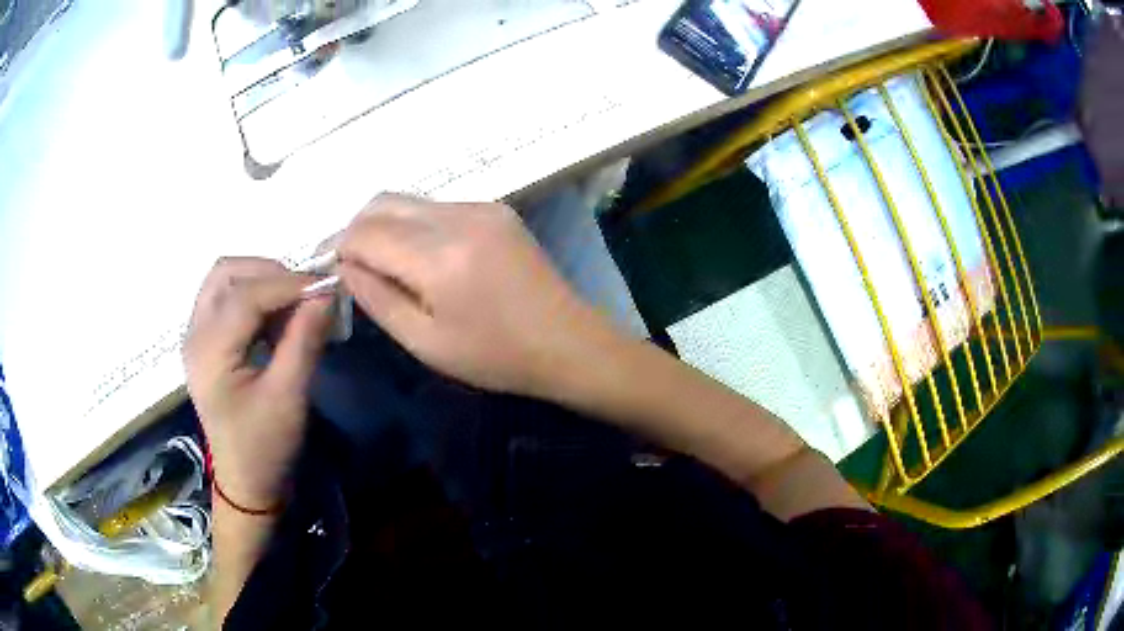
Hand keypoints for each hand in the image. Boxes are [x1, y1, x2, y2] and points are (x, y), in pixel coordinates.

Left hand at [184, 258, 332, 510]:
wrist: (245, 483)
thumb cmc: (265, 447)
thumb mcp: (288, 397)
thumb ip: (304, 341)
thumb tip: (326, 294)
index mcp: (209, 351)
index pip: (246, 295)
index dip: (288, 284)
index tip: (327, 286)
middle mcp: (195, 334)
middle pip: (227, 273)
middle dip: (269, 273)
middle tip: (305, 294)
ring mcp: (196, 337)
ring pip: (225, 281)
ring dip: (260, 282)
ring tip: (292, 305)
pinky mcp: (205, 344)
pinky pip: (226, 299)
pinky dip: (254, 297)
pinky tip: (276, 321)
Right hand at [338, 194, 621, 398]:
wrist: (568, 342)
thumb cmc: (496, 356)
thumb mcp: (425, 342)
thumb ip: (376, 299)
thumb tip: (343, 266)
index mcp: (439, 257)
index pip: (364, 232)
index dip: (339, 249)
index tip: (332, 272)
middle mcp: (459, 216)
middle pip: (382, 202)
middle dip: (356, 230)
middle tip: (352, 265)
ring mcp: (481, 206)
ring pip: (408, 200)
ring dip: (385, 225)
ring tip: (384, 263)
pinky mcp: (496, 208)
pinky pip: (437, 206)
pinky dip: (415, 225)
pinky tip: (422, 257)